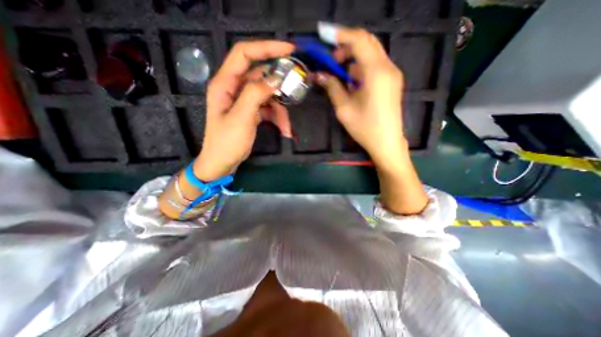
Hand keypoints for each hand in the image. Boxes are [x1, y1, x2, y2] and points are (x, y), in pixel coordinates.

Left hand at [194, 41, 294, 181]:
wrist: (223, 162)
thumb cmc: (227, 142)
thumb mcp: (241, 117)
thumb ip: (255, 94)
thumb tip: (275, 79)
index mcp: (225, 84)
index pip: (245, 54)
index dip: (267, 47)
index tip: (290, 50)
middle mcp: (234, 88)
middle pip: (261, 77)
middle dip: (279, 88)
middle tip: (296, 92)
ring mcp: (244, 101)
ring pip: (268, 96)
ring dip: (281, 111)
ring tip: (287, 128)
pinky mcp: (251, 112)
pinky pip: (268, 109)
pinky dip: (278, 118)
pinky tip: (284, 130)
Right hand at [315, 25, 407, 164]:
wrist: (387, 142)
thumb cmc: (365, 128)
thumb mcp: (344, 109)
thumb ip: (332, 87)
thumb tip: (320, 75)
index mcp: (376, 73)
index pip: (359, 40)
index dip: (341, 35)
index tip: (325, 37)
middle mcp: (388, 67)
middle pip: (367, 43)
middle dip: (346, 47)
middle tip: (331, 60)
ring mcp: (392, 74)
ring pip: (371, 54)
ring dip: (353, 59)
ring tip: (339, 75)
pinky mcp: (392, 81)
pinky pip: (375, 66)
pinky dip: (361, 68)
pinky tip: (352, 83)